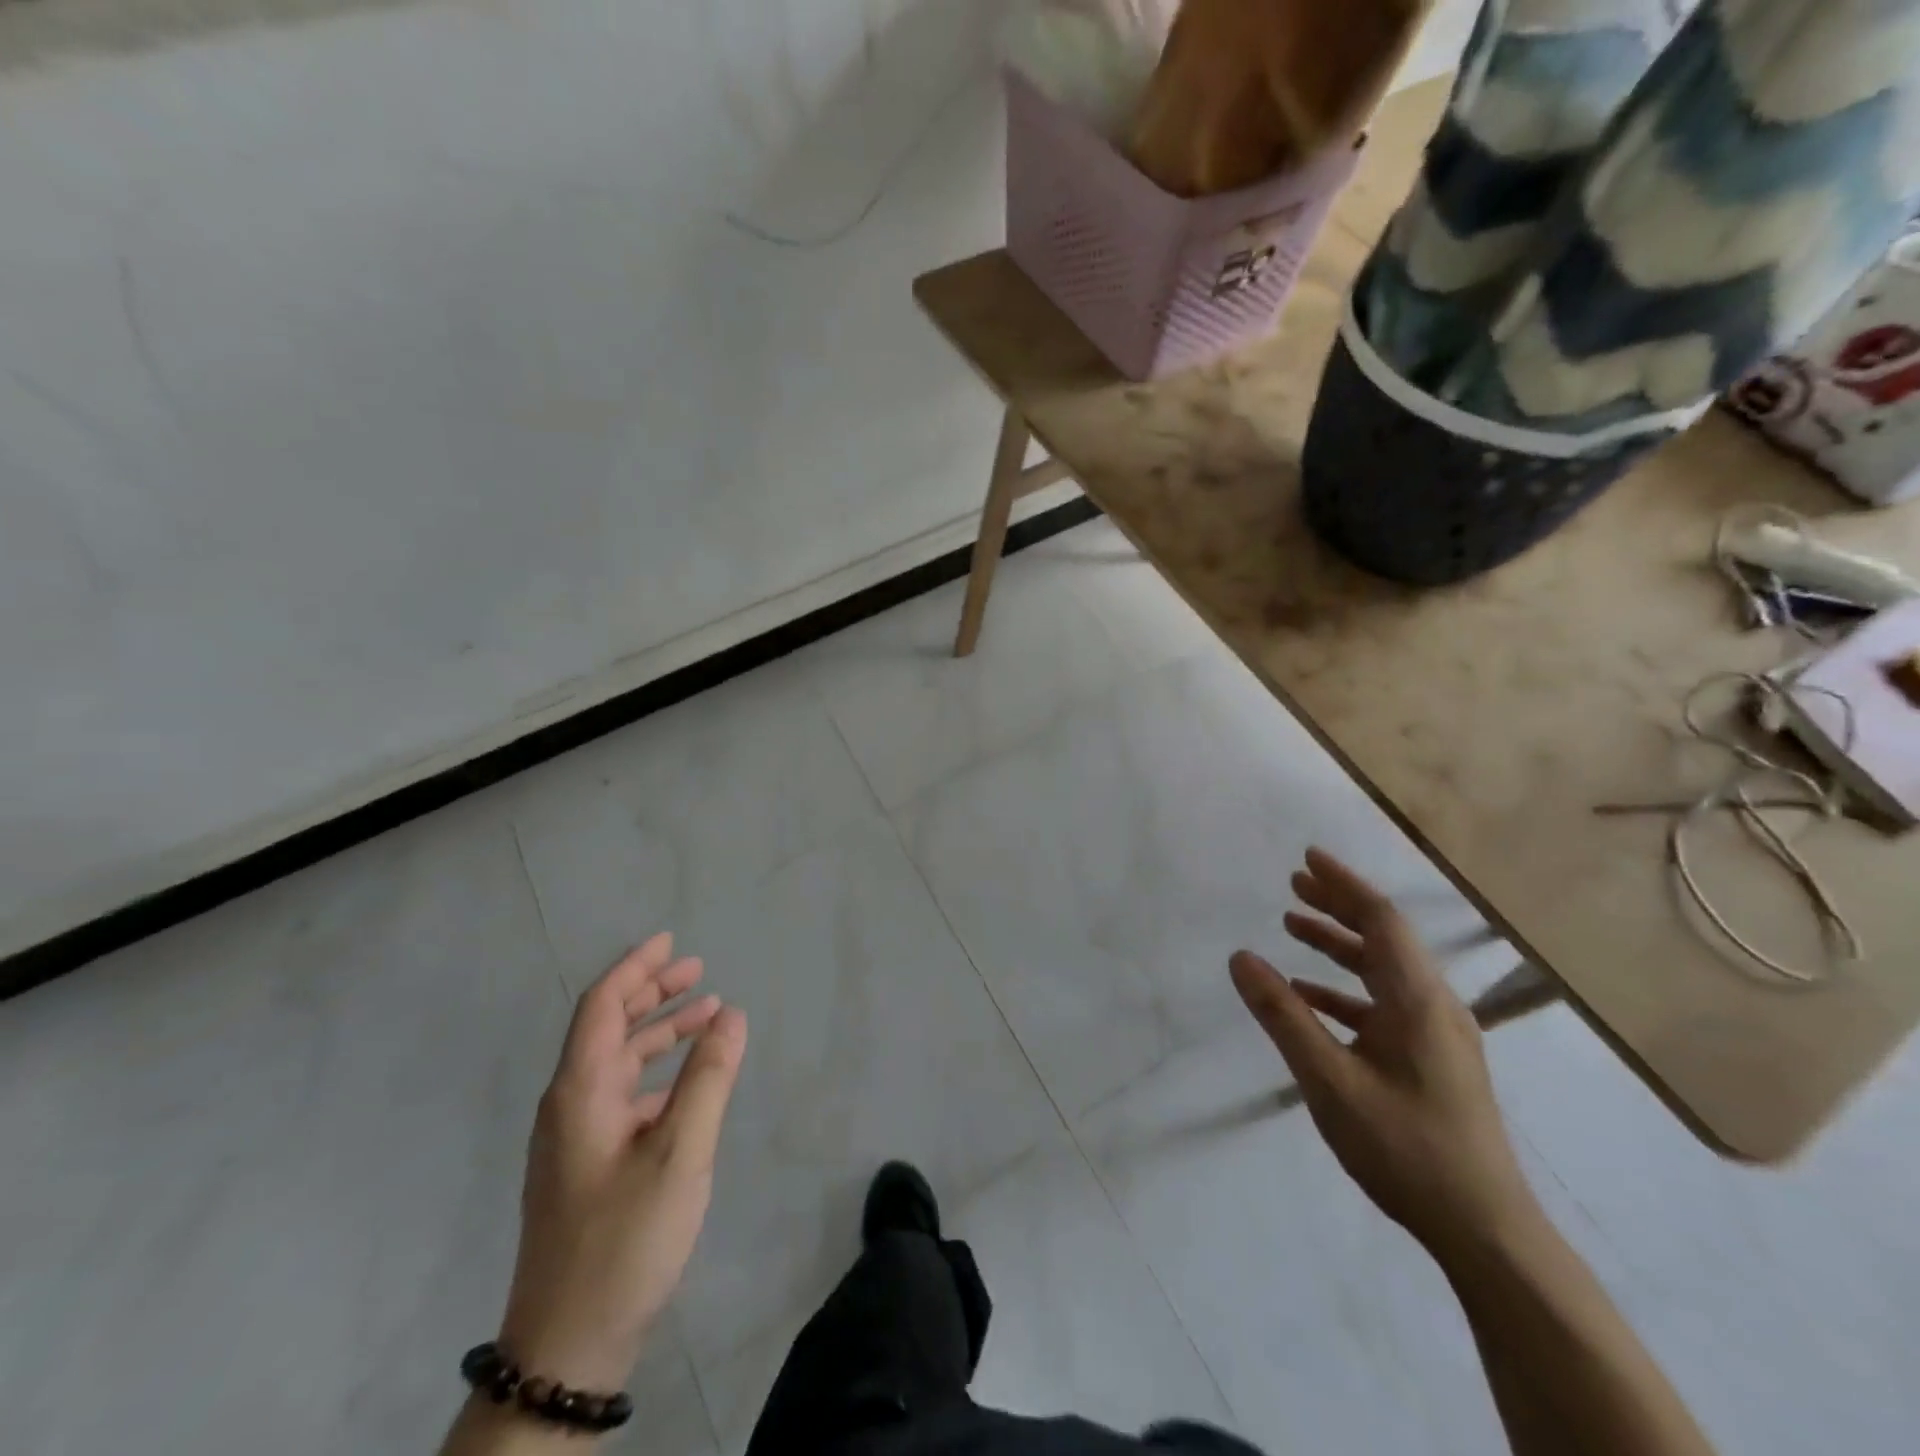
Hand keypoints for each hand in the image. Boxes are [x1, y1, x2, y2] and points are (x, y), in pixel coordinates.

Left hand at [497, 934, 747, 1390]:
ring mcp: (574, 1138)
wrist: (567, 1346)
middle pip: (607, 1028)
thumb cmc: (625, 1238)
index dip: (635, 967)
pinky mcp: (586, 1165)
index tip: (670, 940)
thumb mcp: (679, 1153)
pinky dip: (657, 1072)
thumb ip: (708, 1078)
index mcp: (580, 1092)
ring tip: (707, 1015)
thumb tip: (732, 1014)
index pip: (601, 1006)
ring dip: (660, 1032)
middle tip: (697, 969)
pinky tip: (688, 1081)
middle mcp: (570, 1105)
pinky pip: (623, 1094)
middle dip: (651, 993)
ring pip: (617, 1062)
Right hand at [1230, 849, 1536, 1261]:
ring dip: (1339, 946)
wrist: (1485, 1231)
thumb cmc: (1404, 1146)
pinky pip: (1385, 1005)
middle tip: (1293, 884)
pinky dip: (1345, 989)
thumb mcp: (1328, 1079)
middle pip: (1384, 938)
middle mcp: (1435, 1006)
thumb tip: (1241, 957)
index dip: (1343, 884)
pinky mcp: (1434, 1061)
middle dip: (1337, 906)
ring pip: (1384, 971)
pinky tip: (1310, 998)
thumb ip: (1283, 1014)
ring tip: (1293, 928)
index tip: (1307, 857)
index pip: (1380, 920)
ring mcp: (1439, 1036)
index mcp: (1417, 999)